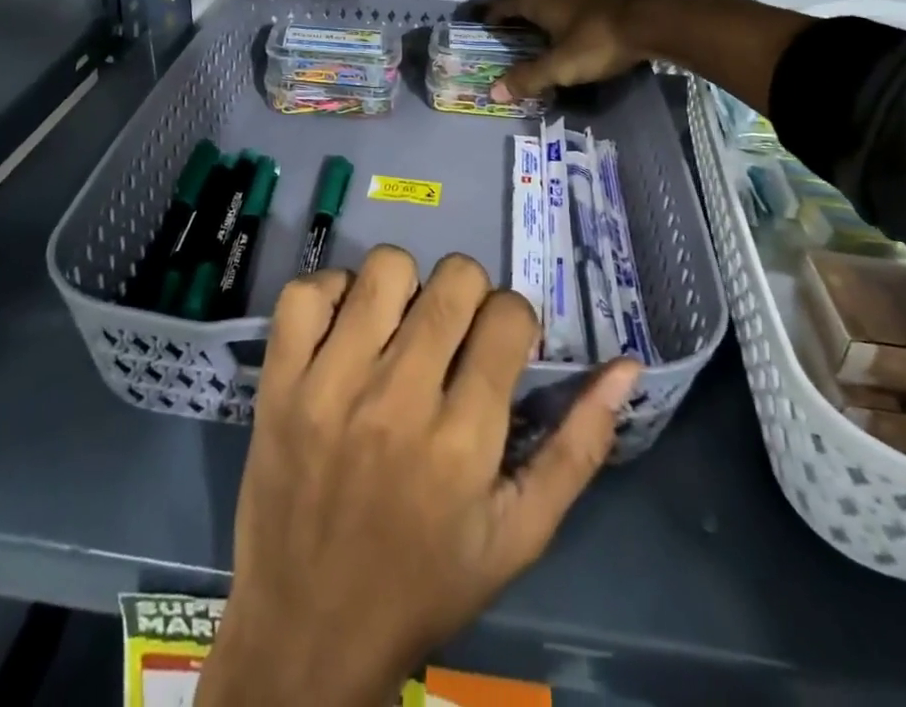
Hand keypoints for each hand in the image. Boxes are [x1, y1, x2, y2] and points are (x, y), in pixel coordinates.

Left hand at [199, 247, 640, 706]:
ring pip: (385, 269)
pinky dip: (332, 295)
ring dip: (405, 288)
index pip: (508, 315)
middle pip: (453, 279)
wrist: (307, 636)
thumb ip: (578, 447)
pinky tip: (346, 329)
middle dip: (468, 295)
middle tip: (454, 334)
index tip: (499, 347)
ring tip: (400, 328)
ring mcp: (329, 385)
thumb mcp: (519, 534)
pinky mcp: (280, 382)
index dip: (513, 321)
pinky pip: (306, 293)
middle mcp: (398, 399)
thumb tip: (626, 368)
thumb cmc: (425, 585)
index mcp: (464, 440)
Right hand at [482, 0, 657, 101]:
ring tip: (540, 34)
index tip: (482, 29)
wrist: (657, 16)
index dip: (490, 17)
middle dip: (516, 16)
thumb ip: (528, 78)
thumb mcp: (561, 66)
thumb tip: (493, 92)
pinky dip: (565, 13)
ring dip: (543, 14)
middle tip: (508, 36)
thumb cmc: (599, 39)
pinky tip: (573, 28)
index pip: (502, 4)